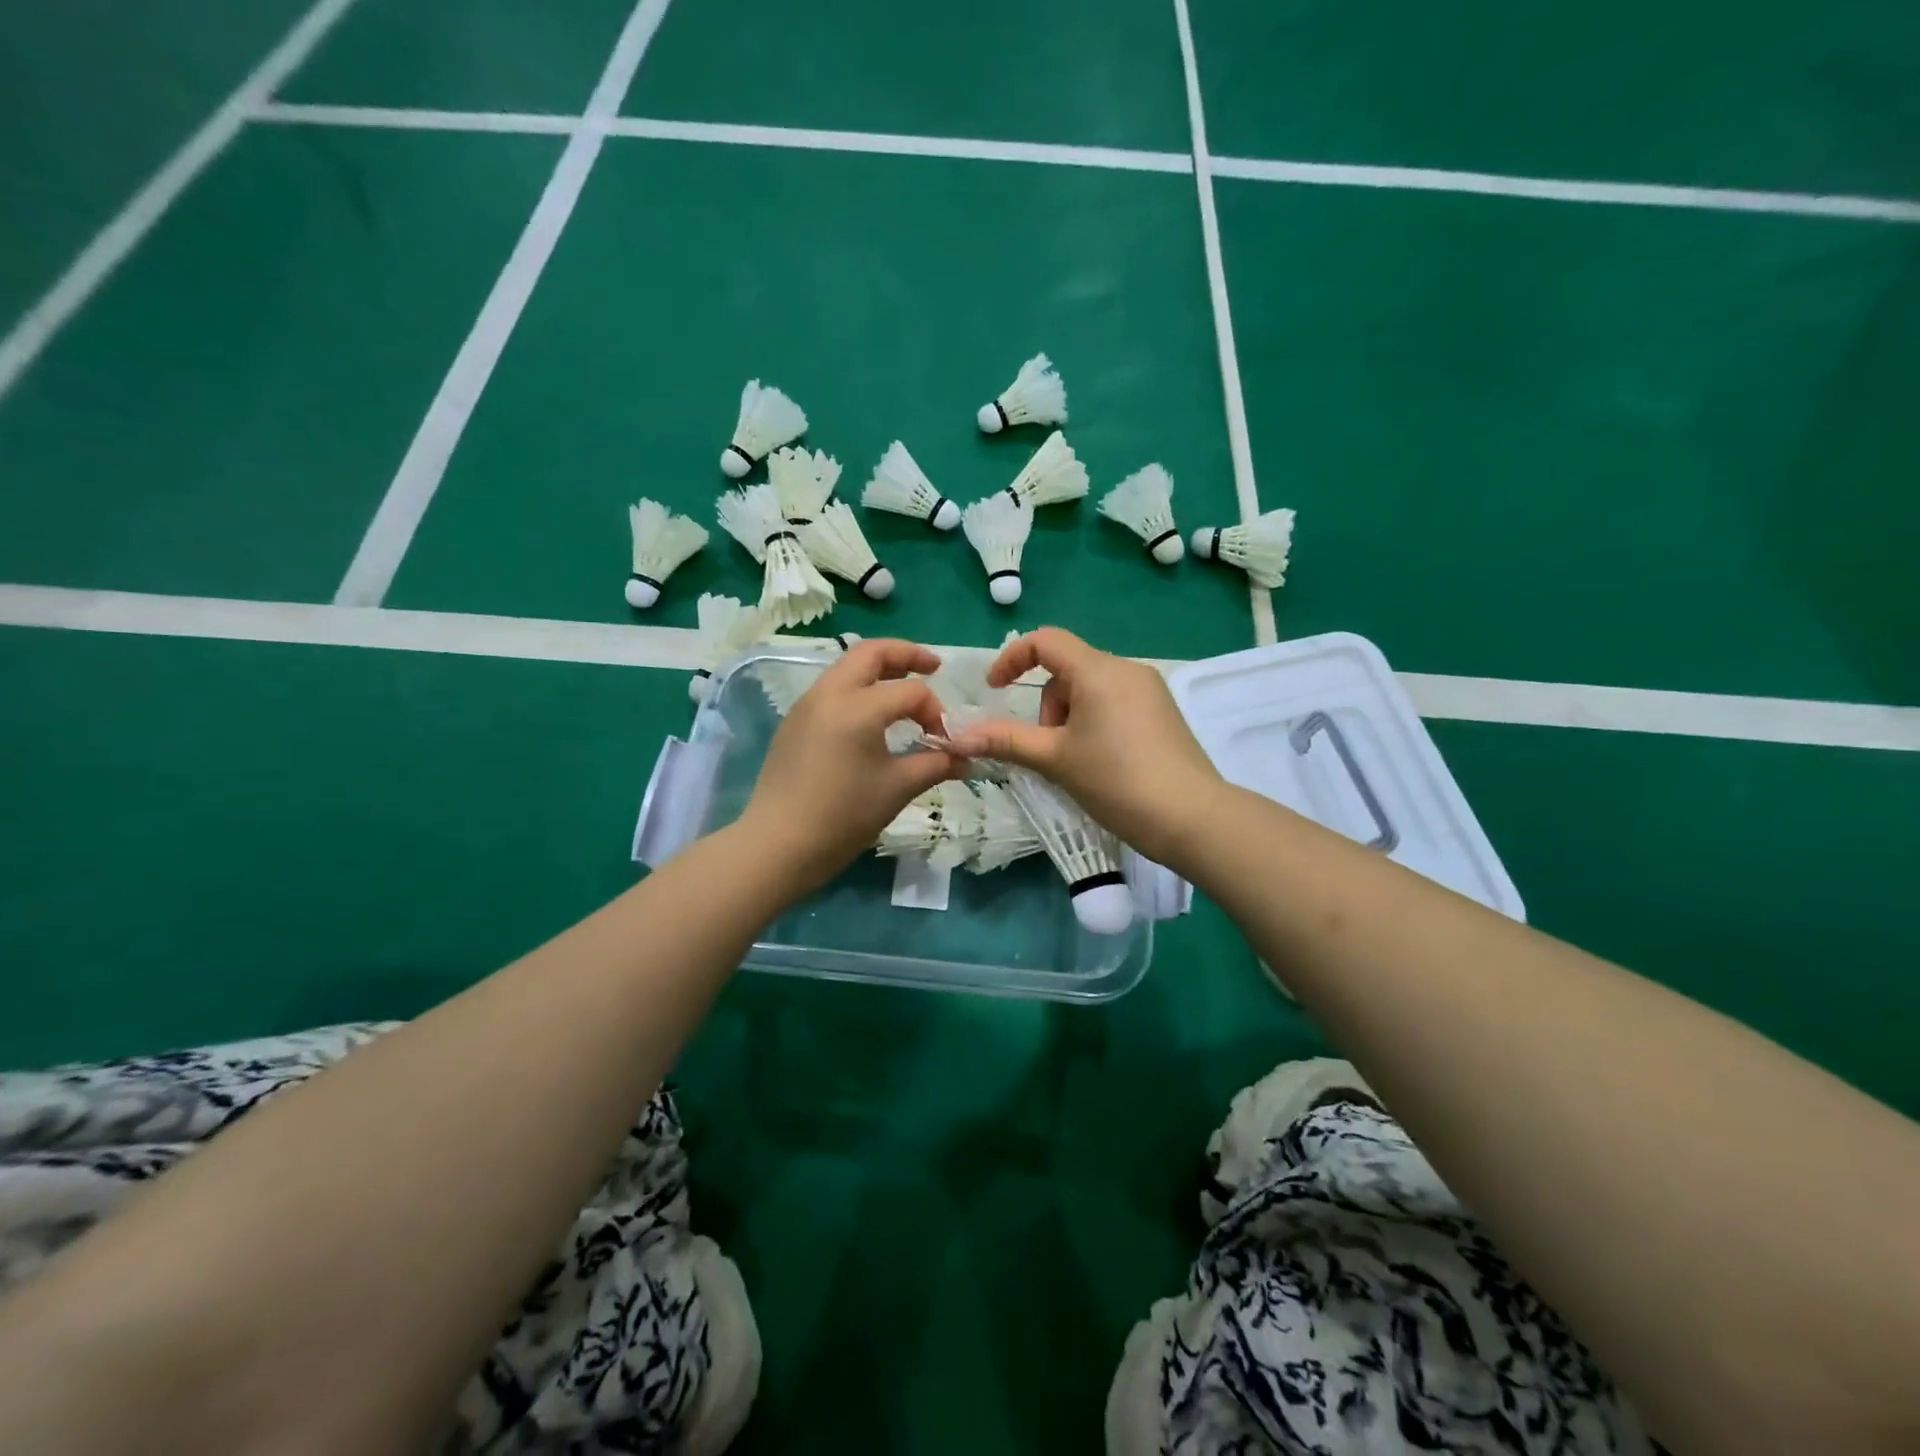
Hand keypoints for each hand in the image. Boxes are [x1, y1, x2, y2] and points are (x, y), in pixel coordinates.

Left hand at [738, 639, 960, 893]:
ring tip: (903, 688)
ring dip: (879, 670)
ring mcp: (806, 706)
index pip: (911, 691)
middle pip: (870, 653)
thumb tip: (965, 758)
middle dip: (906, 655)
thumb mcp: (898, 788)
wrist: (778, 846)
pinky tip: (871, 719)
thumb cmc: (843, 816)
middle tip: (933, 667)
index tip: (945, 740)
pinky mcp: (794, 723)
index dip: (936, 711)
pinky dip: (857, 690)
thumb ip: (936, 764)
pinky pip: (831, 690)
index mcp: (858, 707)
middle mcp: (829, 693)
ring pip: (847, 668)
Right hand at [942, 627, 1223, 864]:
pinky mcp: (1163, 711)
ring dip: (1070, 718)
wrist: (1191, 817)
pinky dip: (1095, 723)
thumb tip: (957, 737)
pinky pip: (1114, 702)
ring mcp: (1149, 689)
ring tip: (1079, 762)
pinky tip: (1104, 762)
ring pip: (1090, 689)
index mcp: (1098, 671)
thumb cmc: (1116, 781)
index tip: (994, 690)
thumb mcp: (1055, 760)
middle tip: (1052, 750)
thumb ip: (1006, 741)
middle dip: (1048, 707)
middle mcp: (1126, 669)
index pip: (1045, 640)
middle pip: (1067, 670)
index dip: (1012, 659)